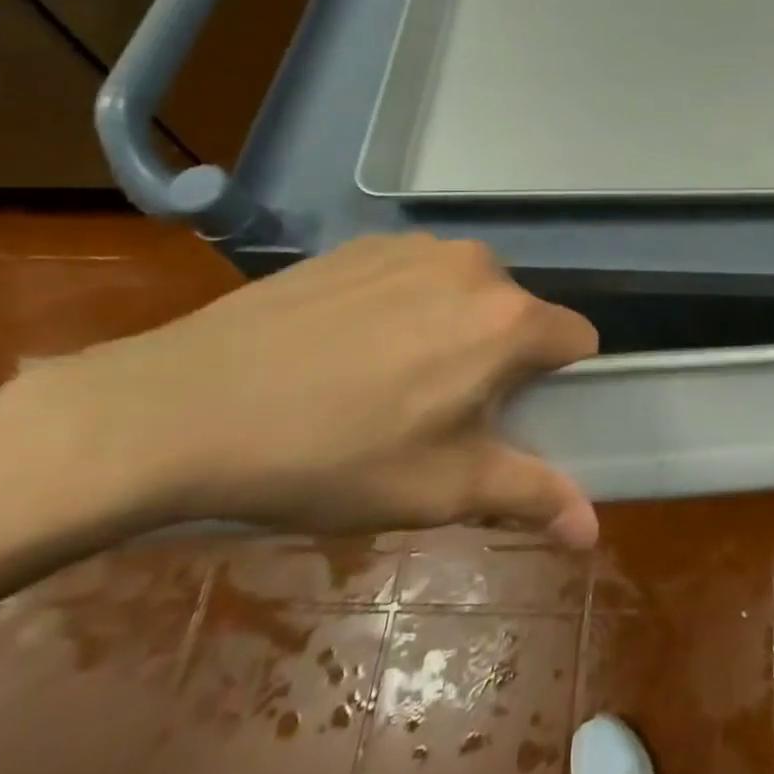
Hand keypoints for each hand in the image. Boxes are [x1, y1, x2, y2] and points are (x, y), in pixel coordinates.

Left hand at [0, 235, 600, 545]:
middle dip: (501, 356)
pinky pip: (415, 274)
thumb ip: (531, 496)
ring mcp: (416, 247)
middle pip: (519, 314)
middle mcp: (475, 266)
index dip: (558, 382)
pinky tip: (344, 346)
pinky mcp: (364, 243)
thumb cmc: (332, 457)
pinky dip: (405, 304)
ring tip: (386, 376)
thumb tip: (592, 530)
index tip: (511, 416)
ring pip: (468, 291)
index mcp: (508, 319)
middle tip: (440, 409)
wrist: (181, 407)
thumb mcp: (441, 490)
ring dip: (453, 327)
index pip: (577, 339)